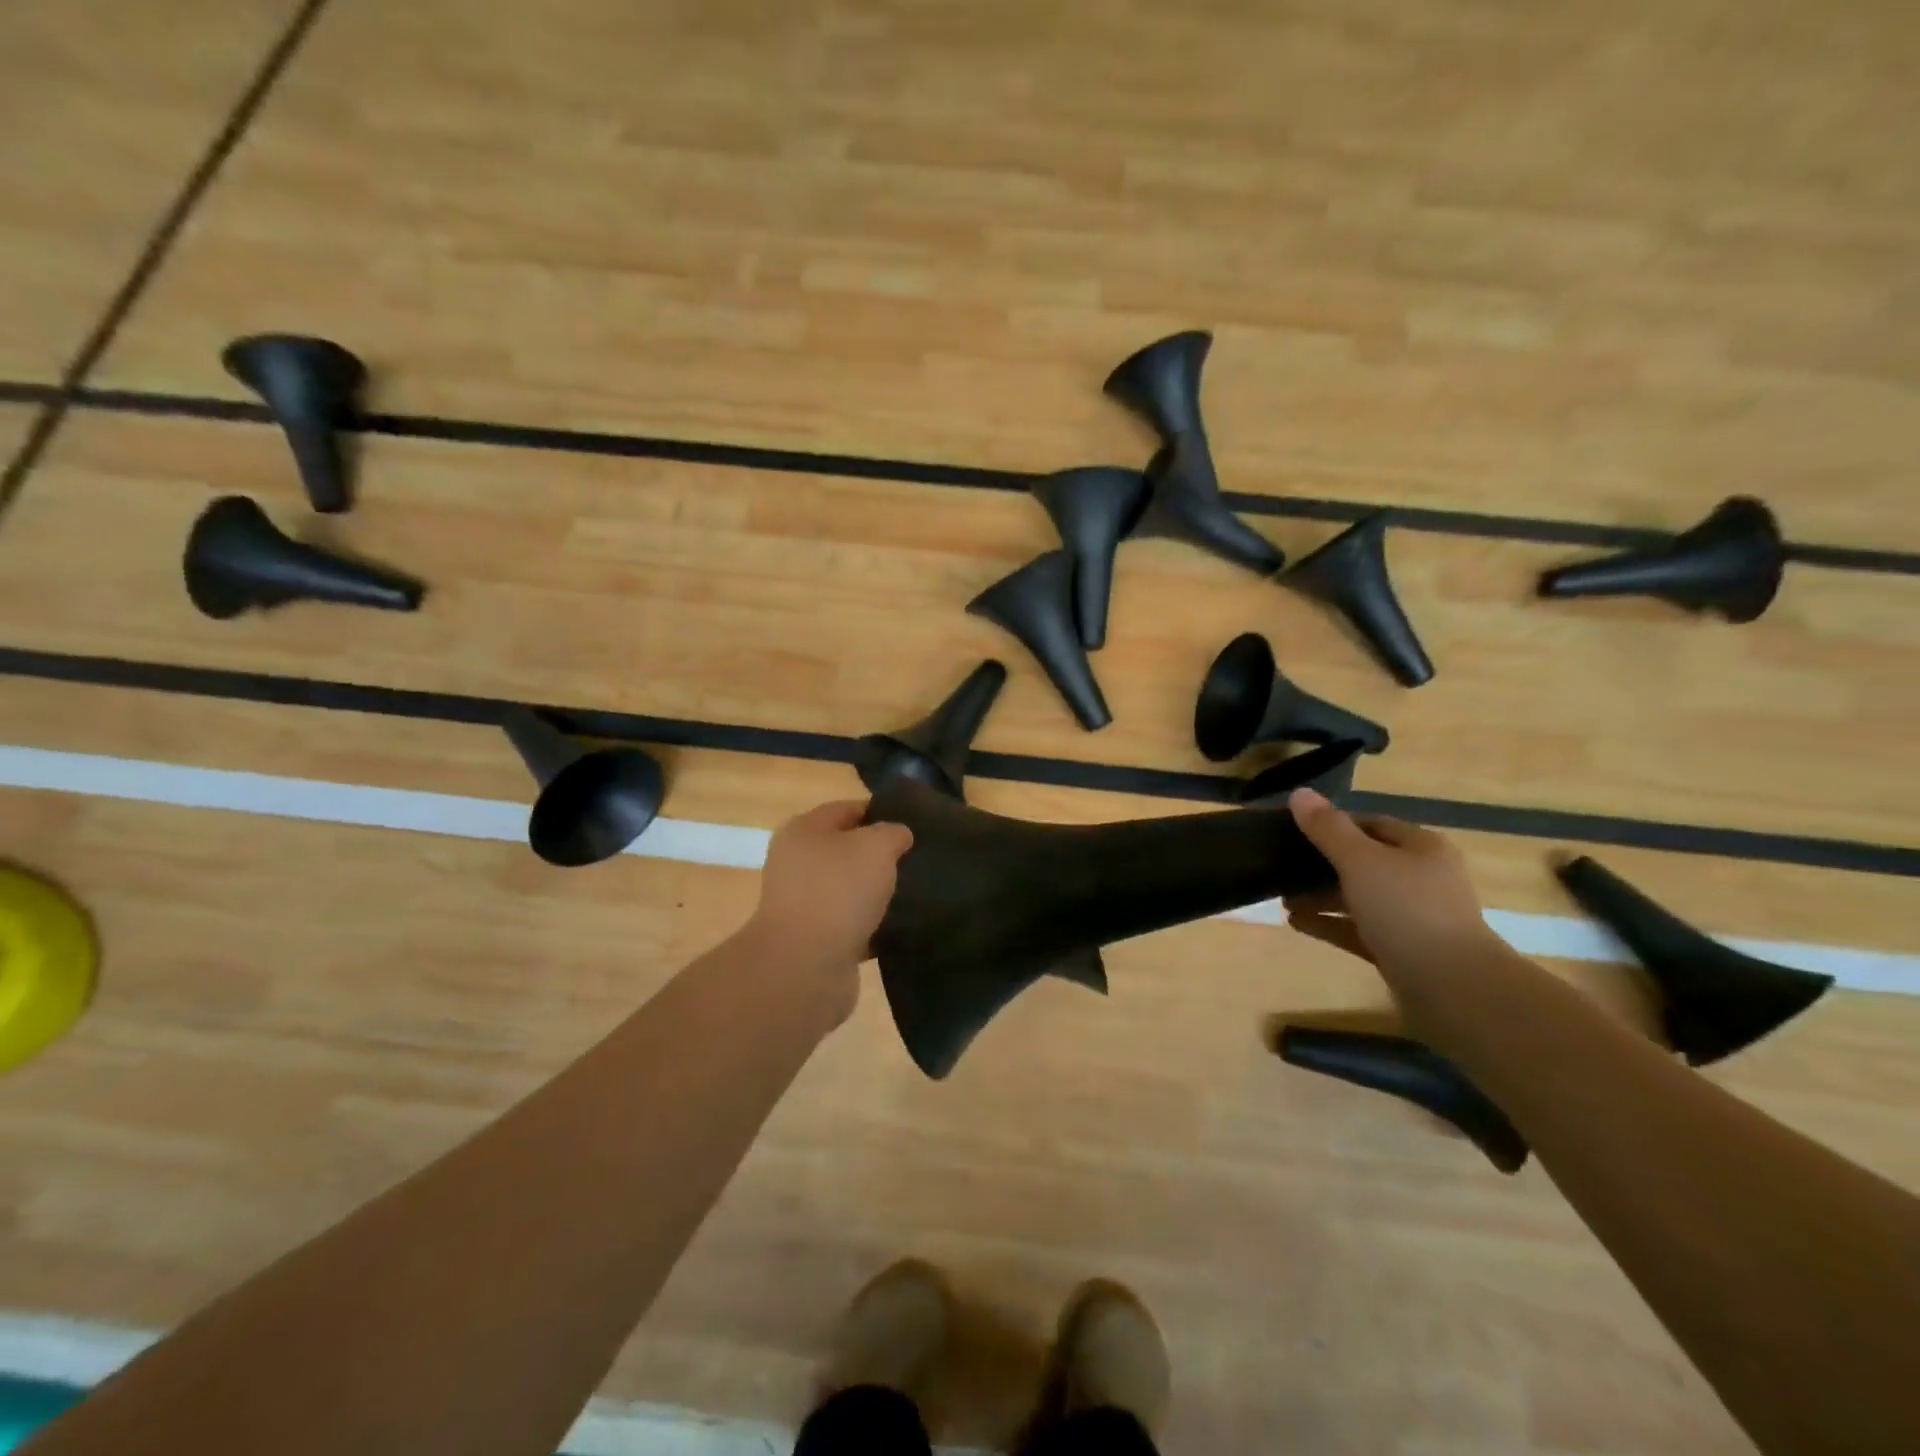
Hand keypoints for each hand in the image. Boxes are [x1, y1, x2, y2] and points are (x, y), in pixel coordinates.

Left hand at [740, 801, 913, 1016]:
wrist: (805, 966)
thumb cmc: (838, 891)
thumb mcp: (876, 847)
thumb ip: (892, 833)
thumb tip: (897, 836)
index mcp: (803, 831)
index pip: (847, 809)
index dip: (880, 811)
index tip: (914, 823)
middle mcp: (797, 864)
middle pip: (846, 850)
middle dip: (880, 854)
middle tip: (918, 859)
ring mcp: (803, 905)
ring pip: (849, 889)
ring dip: (876, 892)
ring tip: (915, 893)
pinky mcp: (815, 941)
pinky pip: (850, 925)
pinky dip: (872, 926)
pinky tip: (900, 928)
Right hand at [1283, 788, 1498, 978]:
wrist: (1453, 988)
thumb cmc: (1407, 910)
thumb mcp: (1360, 861)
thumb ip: (1327, 828)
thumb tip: (1299, 793)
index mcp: (1421, 848)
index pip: (1372, 824)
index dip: (1333, 824)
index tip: (1295, 831)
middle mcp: (1421, 878)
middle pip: (1364, 861)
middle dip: (1321, 864)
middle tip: (1282, 866)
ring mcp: (1414, 917)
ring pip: (1359, 897)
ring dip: (1321, 896)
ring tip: (1282, 899)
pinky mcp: (1402, 950)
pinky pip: (1358, 929)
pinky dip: (1329, 923)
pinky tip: (1296, 922)